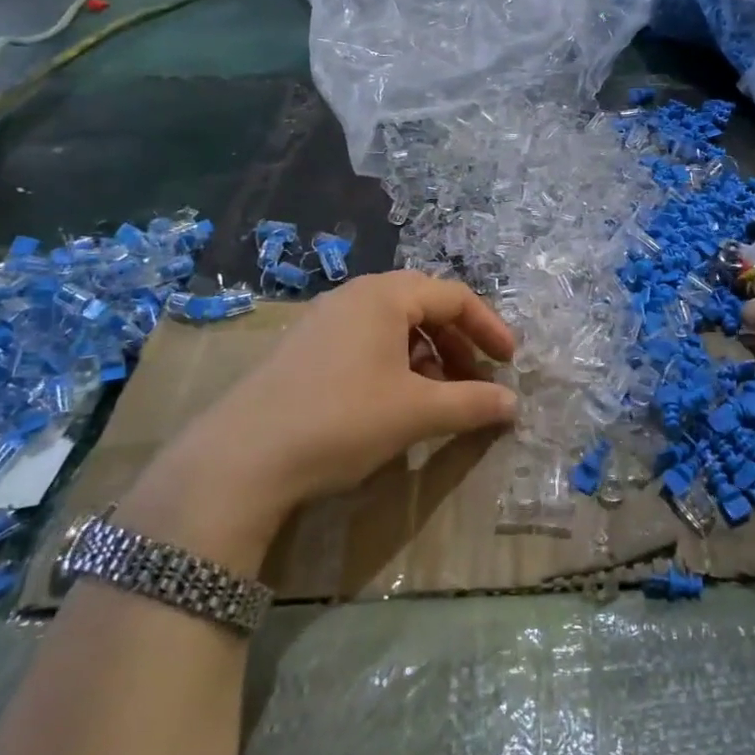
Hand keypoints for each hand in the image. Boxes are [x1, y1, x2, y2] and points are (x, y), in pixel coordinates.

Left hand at [119, 272, 517, 572]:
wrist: (242, 459)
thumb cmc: (343, 419)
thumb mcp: (416, 412)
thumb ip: (471, 403)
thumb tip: (512, 404)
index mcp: (386, 295)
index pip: (454, 296)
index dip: (489, 327)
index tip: (510, 362)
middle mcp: (355, 296)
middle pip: (424, 306)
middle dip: (459, 342)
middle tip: (478, 378)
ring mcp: (325, 320)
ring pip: (394, 326)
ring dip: (428, 356)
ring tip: (440, 396)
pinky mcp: (305, 348)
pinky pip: (366, 342)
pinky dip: (395, 364)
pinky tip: (395, 401)